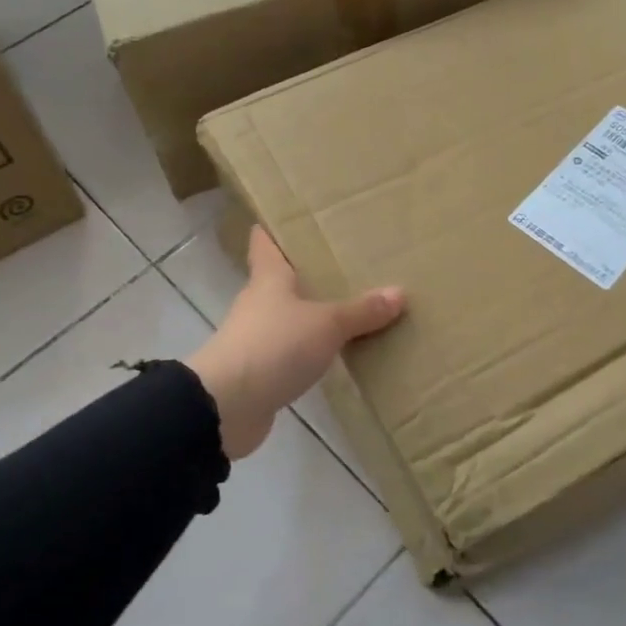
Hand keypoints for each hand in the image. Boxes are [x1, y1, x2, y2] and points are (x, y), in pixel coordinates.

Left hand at [185, 226, 404, 458]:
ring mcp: (256, 339)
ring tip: (351, 308)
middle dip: (309, 274)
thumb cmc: (273, 346)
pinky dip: (311, 351)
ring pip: (289, 317)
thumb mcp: (326, 324)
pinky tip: (336, 354)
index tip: (299, 219)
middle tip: (347, 264)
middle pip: (281, 280)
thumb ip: (361, 311)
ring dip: (312, 315)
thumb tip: (399, 292)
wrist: (226, 407)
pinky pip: (291, 353)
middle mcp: (259, 303)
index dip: (278, 229)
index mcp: (269, 279)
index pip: (266, 242)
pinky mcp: (260, 372)